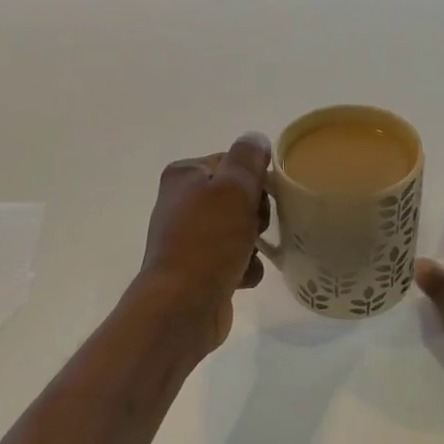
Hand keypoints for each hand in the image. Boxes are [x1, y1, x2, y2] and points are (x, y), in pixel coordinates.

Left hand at [138, 133, 270, 349]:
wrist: (183, 305)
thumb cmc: (209, 239)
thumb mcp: (234, 187)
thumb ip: (248, 157)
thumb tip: (255, 138)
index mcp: (184, 175)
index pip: (232, 162)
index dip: (255, 179)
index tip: (261, 197)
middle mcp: (181, 203)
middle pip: (238, 197)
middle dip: (255, 214)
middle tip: (254, 228)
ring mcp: (188, 238)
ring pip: (240, 229)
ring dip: (253, 243)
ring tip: (247, 255)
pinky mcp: (198, 269)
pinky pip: (235, 259)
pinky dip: (244, 267)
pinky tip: (241, 278)